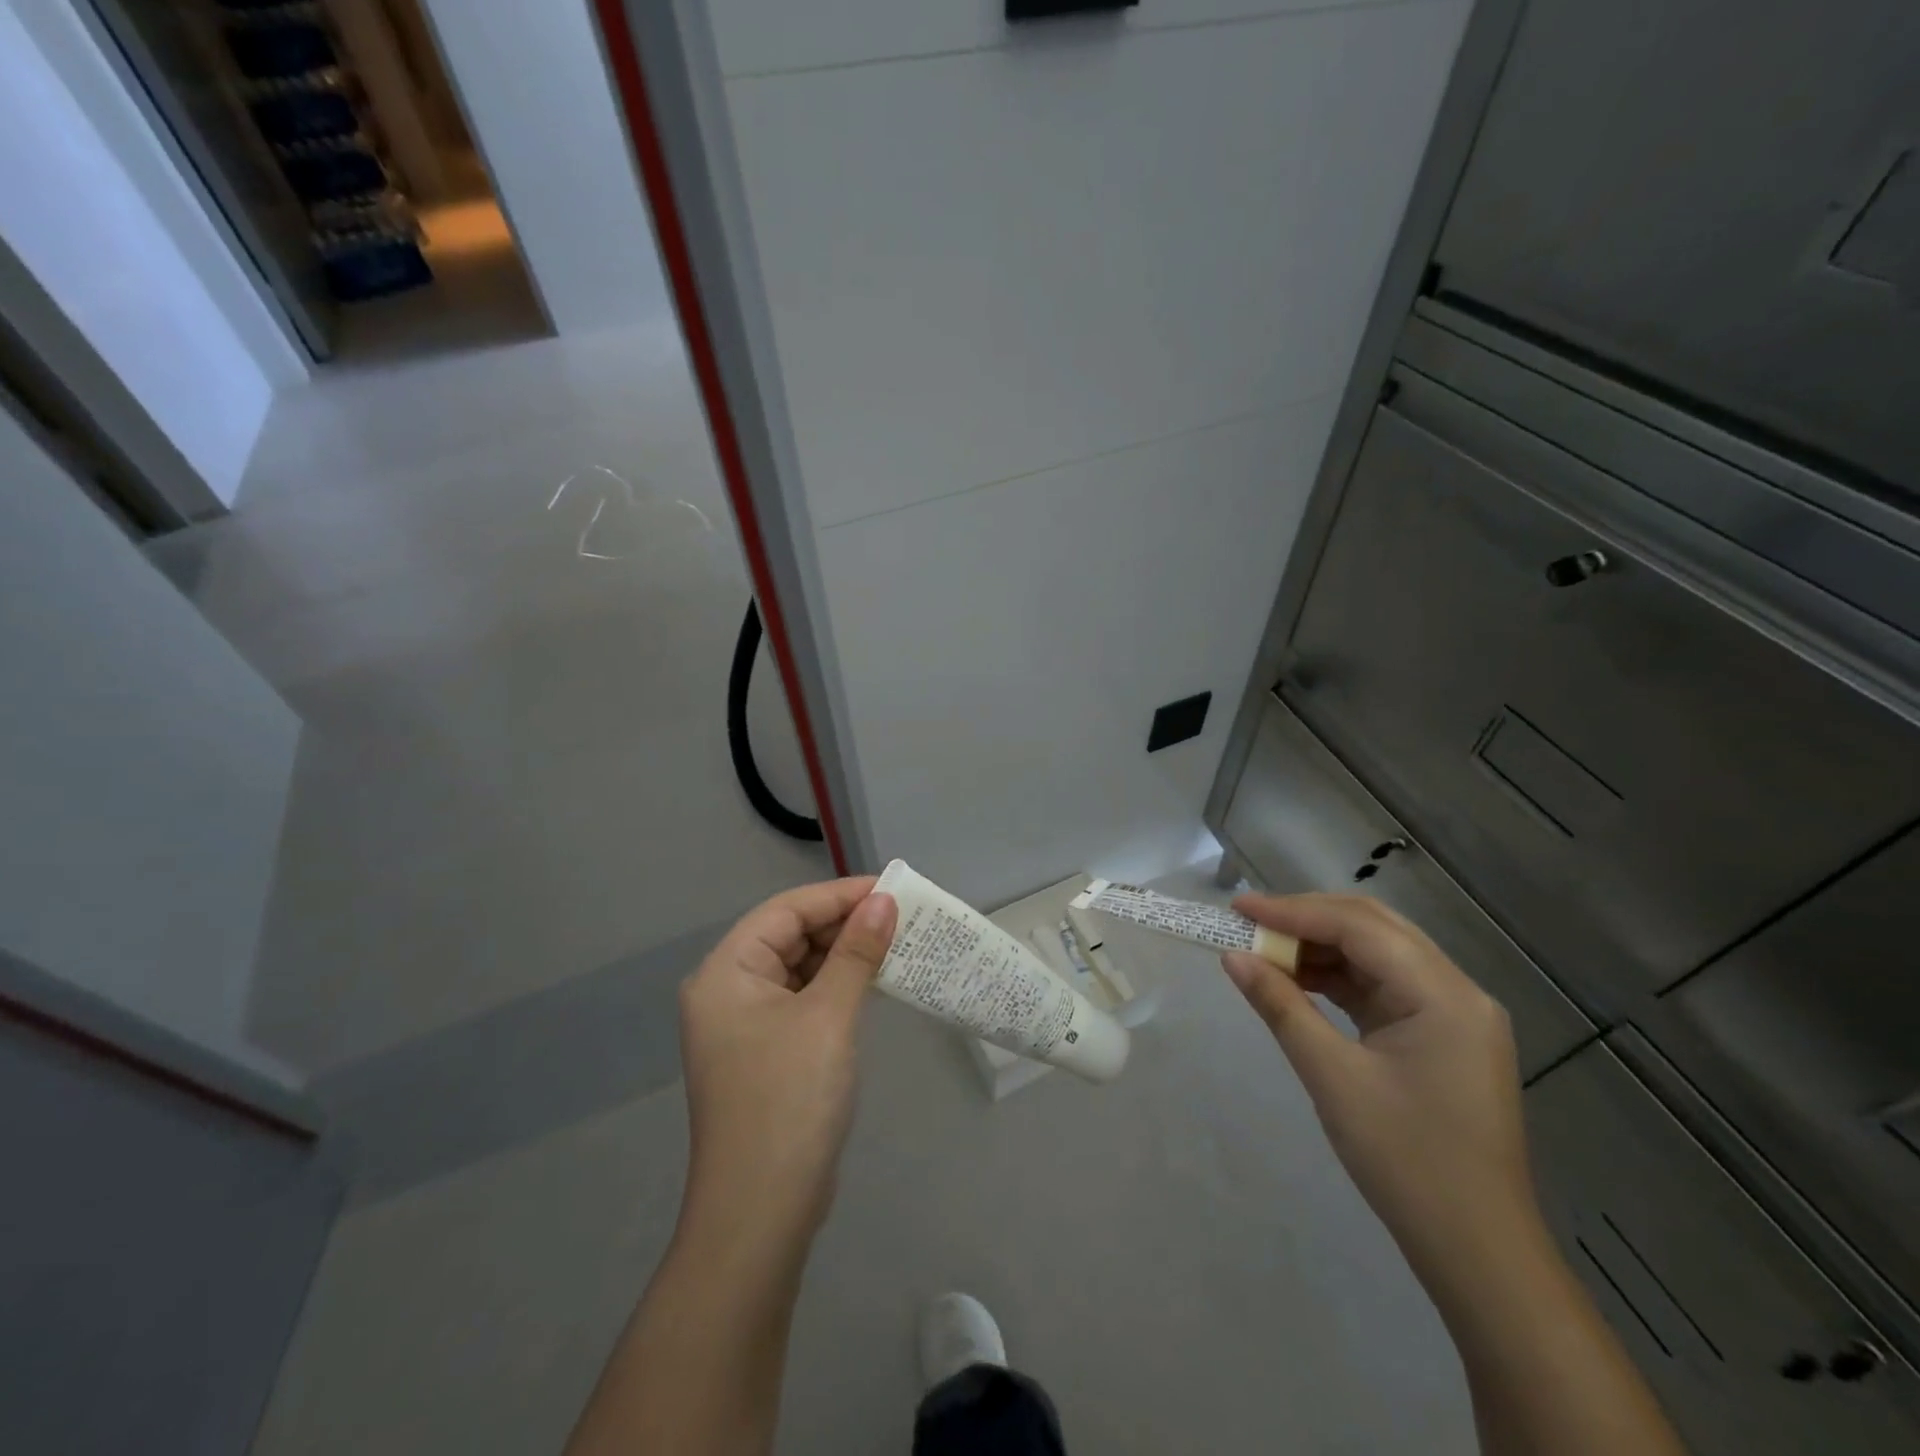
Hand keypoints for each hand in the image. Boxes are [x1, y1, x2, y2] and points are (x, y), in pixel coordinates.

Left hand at [677, 877, 896, 1248]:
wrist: (761, 1215)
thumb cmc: (790, 1100)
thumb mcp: (829, 1017)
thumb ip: (856, 953)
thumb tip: (884, 901)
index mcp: (726, 972)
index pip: (786, 911)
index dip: (838, 895)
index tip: (891, 888)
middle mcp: (727, 991)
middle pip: (790, 936)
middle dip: (844, 924)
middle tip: (901, 917)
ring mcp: (744, 1026)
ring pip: (799, 969)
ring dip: (843, 956)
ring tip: (896, 943)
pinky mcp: (765, 1053)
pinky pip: (803, 1000)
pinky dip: (836, 987)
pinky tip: (873, 983)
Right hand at [1221, 893, 1537, 1287]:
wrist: (1477, 1252)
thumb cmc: (1406, 1161)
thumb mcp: (1333, 1077)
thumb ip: (1281, 1006)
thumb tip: (1232, 957)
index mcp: (1444, 995)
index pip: (1359, 927)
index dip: (1294, 911)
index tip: (1239, 907)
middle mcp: (1457, 991)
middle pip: (1374, 929)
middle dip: (1307, 919)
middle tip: (1250, 922)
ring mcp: (1453, 1014)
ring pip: (1377, 955)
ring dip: (1320, 948)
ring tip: (1265, 952)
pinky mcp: (1441, 1036)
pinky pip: (1383, 987)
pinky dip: (1338, 978)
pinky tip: (1299, 982)